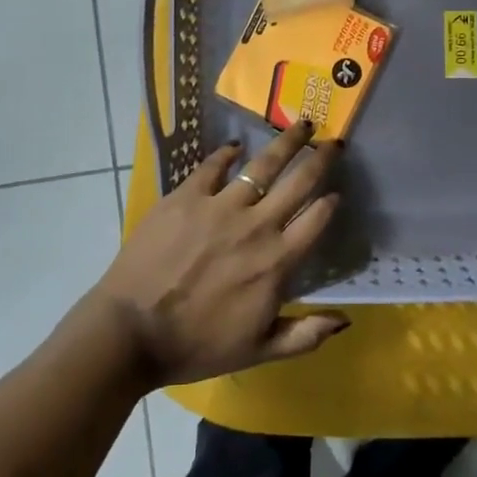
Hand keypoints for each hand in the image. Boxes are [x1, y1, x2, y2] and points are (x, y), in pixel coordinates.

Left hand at [89, 122, 347, 386]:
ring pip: (262, 165)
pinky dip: (227, 154)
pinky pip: (212, 166)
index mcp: (276, 261)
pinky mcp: (185, 196)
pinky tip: (235, 147)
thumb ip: (305, 335)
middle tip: (333, 141)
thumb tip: (345, 319)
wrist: (132, 332)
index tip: (337, 191)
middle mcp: (256, 226)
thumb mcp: (259, 351)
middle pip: (299, 182)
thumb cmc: (197, 346)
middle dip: (320, 158)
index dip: (331, 203)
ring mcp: (219, 206)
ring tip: (300, 125)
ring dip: (286, 143)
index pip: (316, 220)